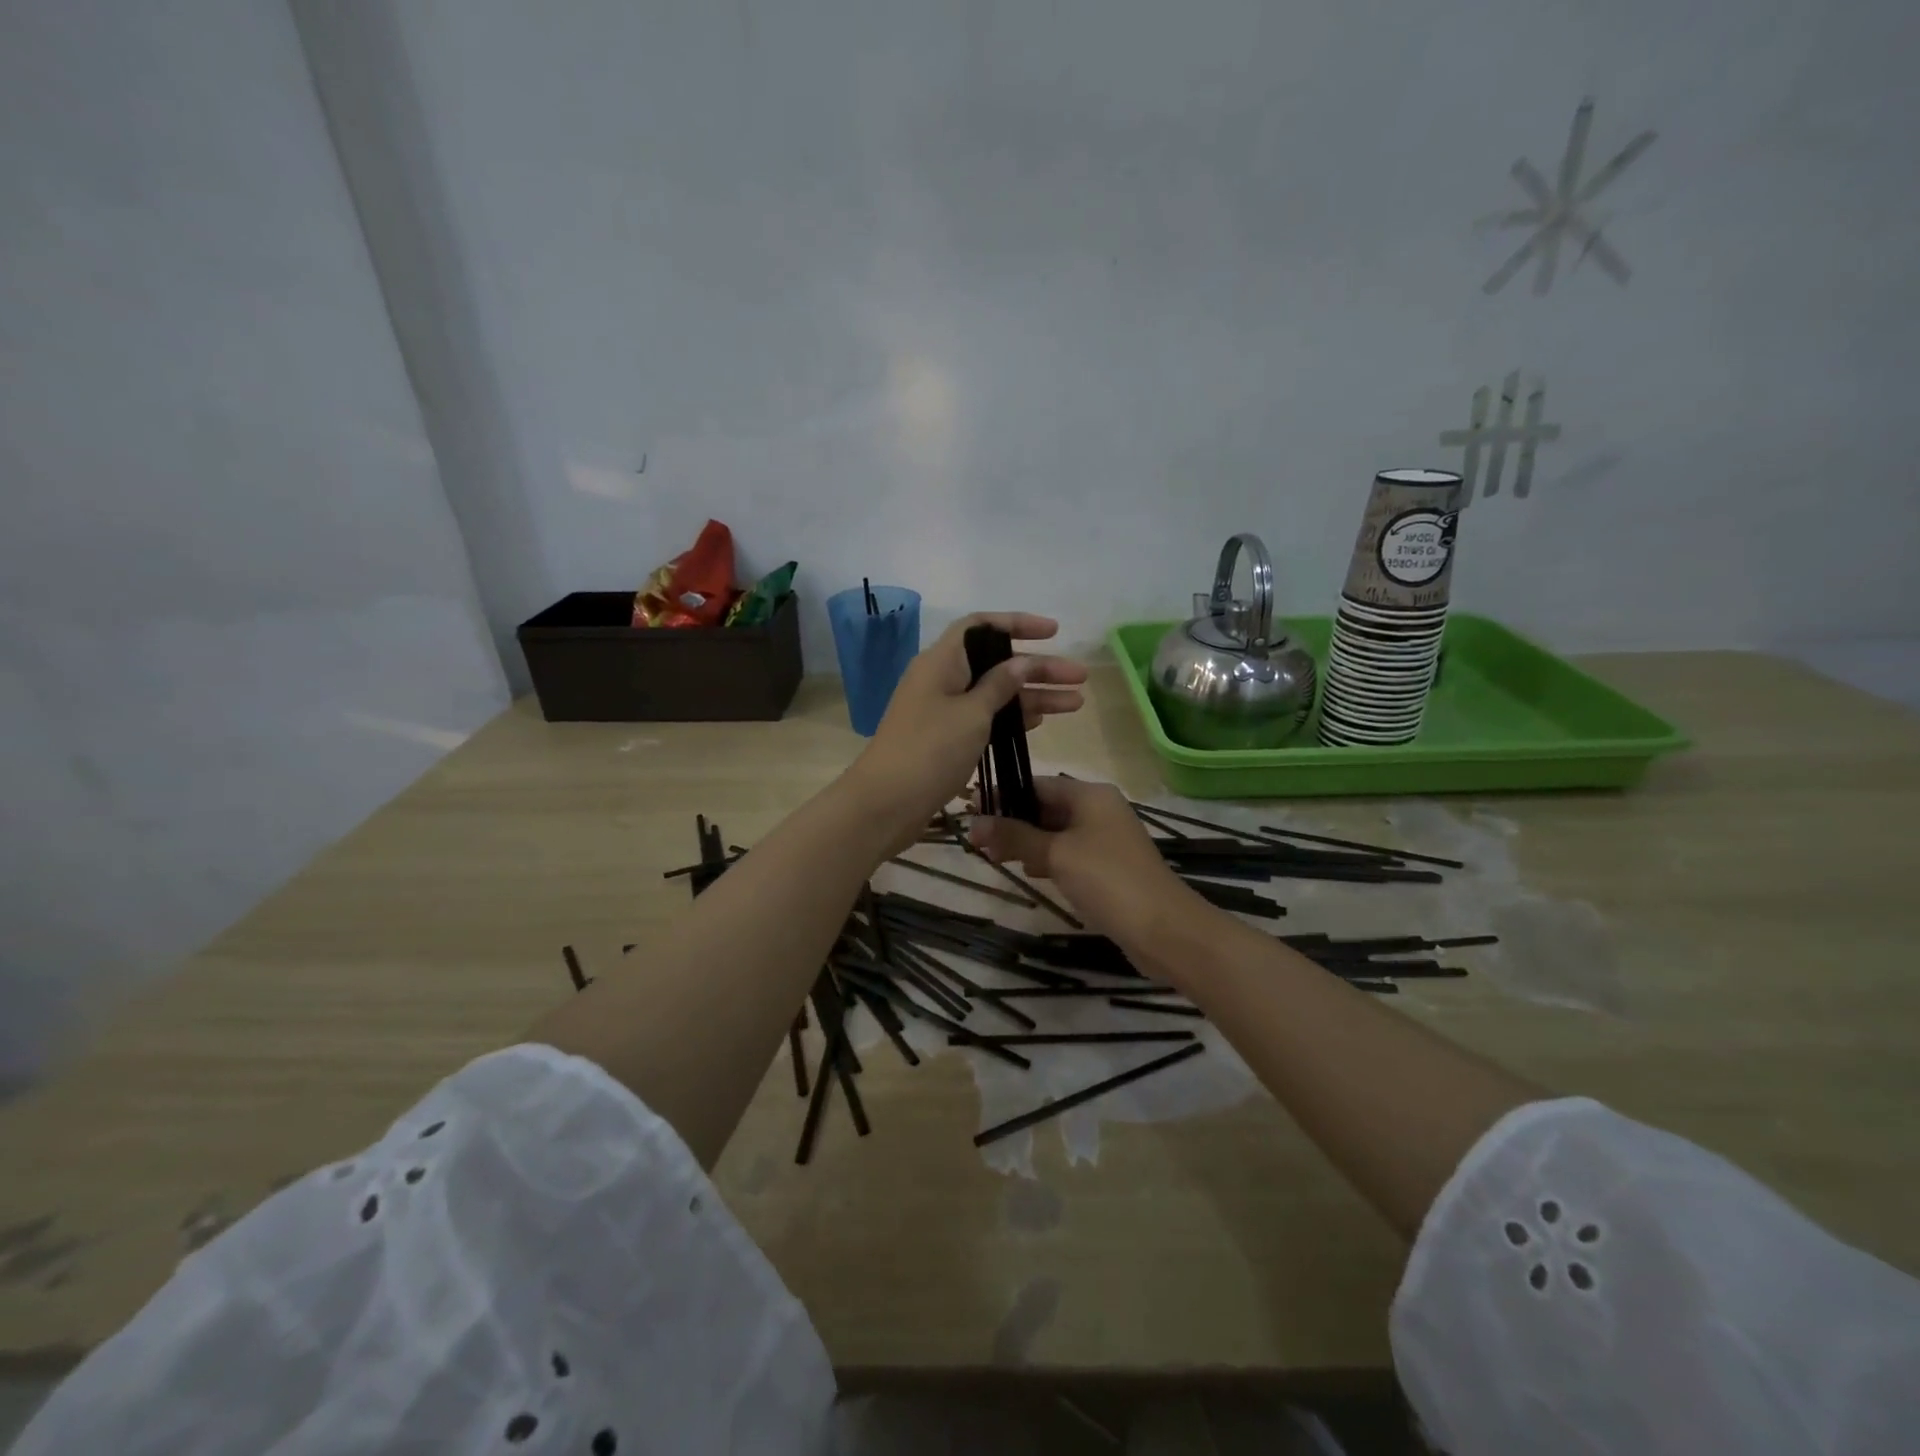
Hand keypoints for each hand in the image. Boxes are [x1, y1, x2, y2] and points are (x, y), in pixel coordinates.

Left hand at [844, 613, 1087, 850]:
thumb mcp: (972, 713)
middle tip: (1080, 679)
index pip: (982, 626)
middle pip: (996, 662)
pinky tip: (1041, 722)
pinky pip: (985, 717)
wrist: (886, 803)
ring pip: (995, 693)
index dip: (1018, 623)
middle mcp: (942, 679)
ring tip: (1075, 703)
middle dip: (1039, 668)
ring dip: (1033, 696)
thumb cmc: (930, 750)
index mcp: (942, 661)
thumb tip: (1020, 662)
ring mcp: (943, 710)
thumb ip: (1000, 685)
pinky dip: (1012, 717)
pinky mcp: (946, 737)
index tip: (1054, 633)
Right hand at [971, 776, 1200, 950]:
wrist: (1163, 929)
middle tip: (977, 841)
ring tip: (993, 857)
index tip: (971, 811)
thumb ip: (1014, 837)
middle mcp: (1099, 809)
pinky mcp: (1108, 866)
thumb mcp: (1055, 854)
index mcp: (1090, 794)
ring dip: (1025, 841)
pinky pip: (1068, 852)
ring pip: (1055, 831)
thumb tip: (973, 824)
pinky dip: (1046, 857)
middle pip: (1045, 806)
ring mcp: (1106, 838)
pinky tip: (1028, 871)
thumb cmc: (1107, 880)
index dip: (1003, 795)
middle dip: (1012, 821)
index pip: (1036, 783)